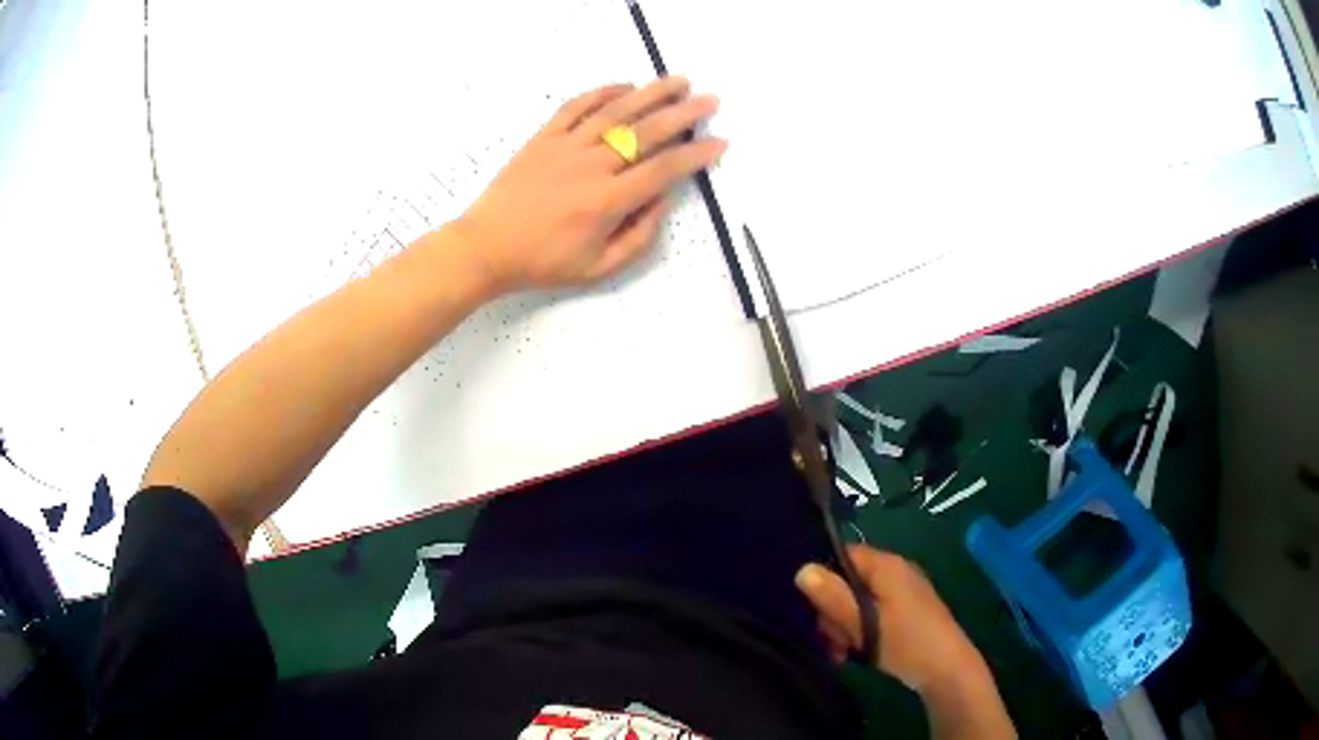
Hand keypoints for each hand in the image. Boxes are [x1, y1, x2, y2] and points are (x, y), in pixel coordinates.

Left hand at [454, 77, 725, 294]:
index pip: (663, 170)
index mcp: (607, 202)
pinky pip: (576, 107)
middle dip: (683, 114)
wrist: (486, 247)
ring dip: (650, 93)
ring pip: (615, 111)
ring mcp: (565, 146)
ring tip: (677, 81)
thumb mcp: (598, 267)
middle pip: (646, 131)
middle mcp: (591, 166)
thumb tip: (662, 200)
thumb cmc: (543, 262)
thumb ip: (638, 236)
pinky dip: (602, 93)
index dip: (695, 155)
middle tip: (709, 100)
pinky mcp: (543, 137)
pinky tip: (624, 86)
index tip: (719, 142)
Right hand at [795, 545, 990, 694]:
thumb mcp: (864, 623)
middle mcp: (895, 572)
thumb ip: (833, 597)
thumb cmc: (905, 642)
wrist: (946, 669)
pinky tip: (853, 655)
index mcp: (887, 566)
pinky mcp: (904, 612)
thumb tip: (802, 569)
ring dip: (844, 627)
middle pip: (847, 582)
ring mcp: (901, 593)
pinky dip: (859, 632)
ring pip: (857, 602)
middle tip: (833, 640)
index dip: (823, 578)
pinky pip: (871, 614)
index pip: (843, 555)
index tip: (813, 608)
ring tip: (843, 653)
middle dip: (833, 612)